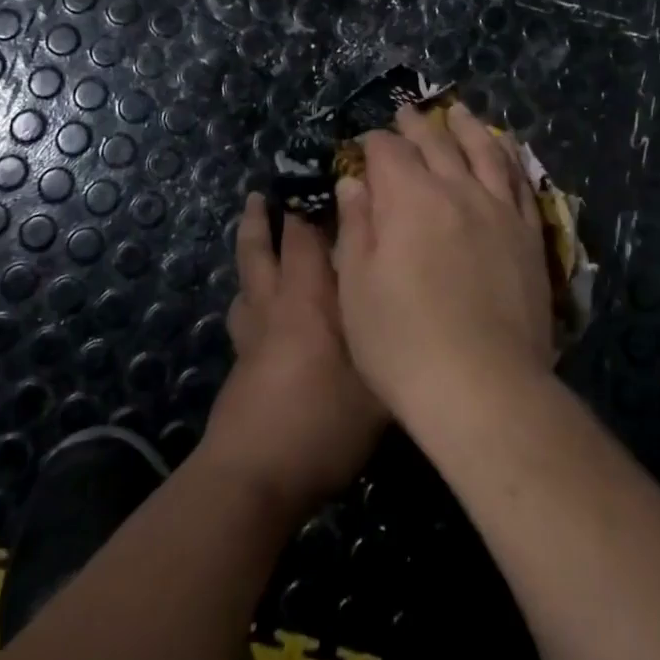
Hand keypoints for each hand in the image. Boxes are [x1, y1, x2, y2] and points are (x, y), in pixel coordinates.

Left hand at [201, 192, 386, 514]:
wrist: (254, 477)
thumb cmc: (322, 423)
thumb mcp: (379, 387)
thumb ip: (397, 347)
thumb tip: (417, 316)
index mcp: (308, 300)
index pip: (305, 240)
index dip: (309, 209)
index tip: (317, 183)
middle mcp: (276, 308)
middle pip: (261, 251)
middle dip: (263, 220)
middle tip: (262, 193)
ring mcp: (252, 337)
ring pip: (246, 281)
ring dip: (250, 254)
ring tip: (255, 236)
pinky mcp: (241, 366)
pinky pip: (244, 315)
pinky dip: (249, 298)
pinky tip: (258, 309)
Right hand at [333, 102, 556, 419]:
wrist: (483, 386)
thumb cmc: (402, 342)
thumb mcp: (357, 286)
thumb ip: (357, 226)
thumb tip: (355, 183)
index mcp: (409, 198)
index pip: (388, 152)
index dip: (373, 144)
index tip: (365, 145)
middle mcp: (457, 190)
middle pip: (436, 143)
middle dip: (416, 125)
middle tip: (407, 112)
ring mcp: (499, 210)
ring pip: (484, 151)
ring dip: (467, 127)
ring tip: (457, 112)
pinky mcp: (530, 233)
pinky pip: (521, 180)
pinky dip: (509, 156)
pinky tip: (505, 149)